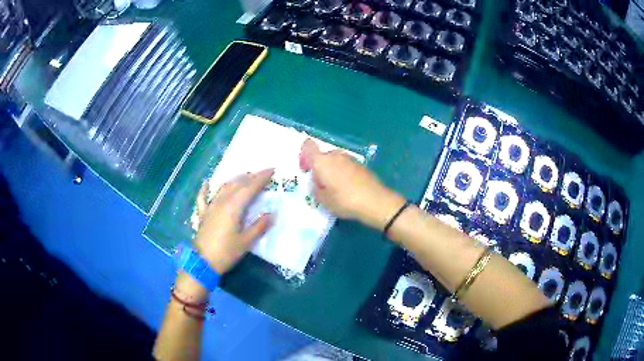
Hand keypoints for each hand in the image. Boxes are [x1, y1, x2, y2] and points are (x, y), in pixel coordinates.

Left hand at [192, 169, 274, 273]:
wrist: (202, 262)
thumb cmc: (226, 252)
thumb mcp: (246, 242)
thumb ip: (259, 226)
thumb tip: (271, 214)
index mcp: (234, 207)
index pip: (250, 187)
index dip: (261, 178)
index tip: (272, 170)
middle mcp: (222, 202)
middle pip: (237, 184)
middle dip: (251, 177)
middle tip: (262, 174)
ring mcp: (210, 207)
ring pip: (223, 188)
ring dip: (235, 180)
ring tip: (244, 176)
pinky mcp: (203, 214)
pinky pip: (203, 198)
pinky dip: (205, 189)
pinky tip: (206, 183)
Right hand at [299, 139, 405, 229]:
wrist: (375, 201)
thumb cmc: (345, 200)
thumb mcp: (323, 200)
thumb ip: (315, 189)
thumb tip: (317, 184)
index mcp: (322, 161)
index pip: (308, 146)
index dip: (303, 155)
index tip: (306, 170)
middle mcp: (335, 155)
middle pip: (322, 156)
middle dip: (319, 168)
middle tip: (321, 185)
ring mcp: (350, 159)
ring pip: (334, 161)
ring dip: (331, 171)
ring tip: (335, 189)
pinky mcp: (360, 165)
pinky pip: (345, 166)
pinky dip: (343, 173)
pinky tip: (347, 189)